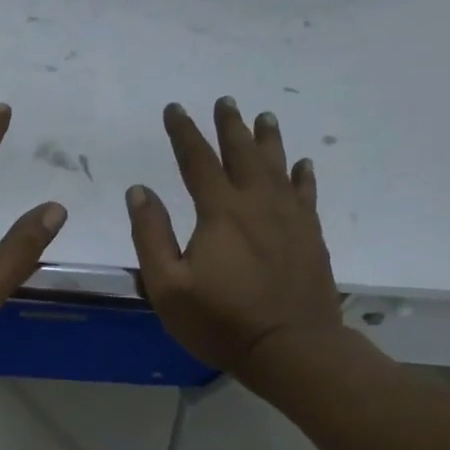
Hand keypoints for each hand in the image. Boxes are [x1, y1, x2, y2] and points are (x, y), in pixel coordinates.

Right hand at [126, 97, 345, 379]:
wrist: (291, 347)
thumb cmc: (221, 321)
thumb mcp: (168, 285)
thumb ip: (152, 235)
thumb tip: (139, 191)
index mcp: (220, 211)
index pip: (197, 160)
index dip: (184, 132)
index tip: (174, 109)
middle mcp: (257, 203)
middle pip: (243, 153)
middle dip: (230, 126)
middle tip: (225, 101)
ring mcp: (289, 218)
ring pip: (278, 166)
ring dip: (268, 140)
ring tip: (264, 118)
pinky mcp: (310, 236)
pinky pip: (306, 194)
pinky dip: (302, 175)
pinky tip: (302, 164)